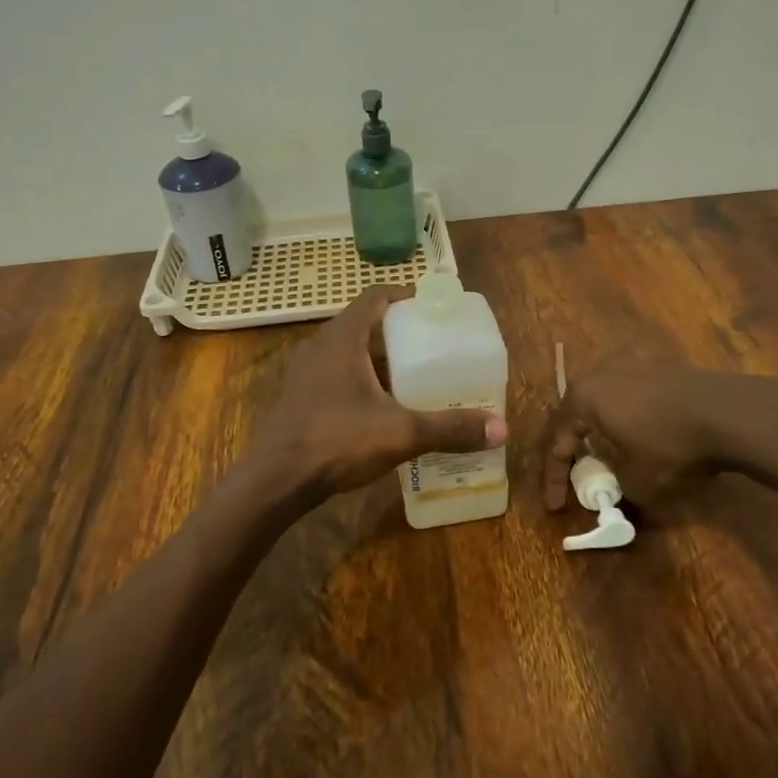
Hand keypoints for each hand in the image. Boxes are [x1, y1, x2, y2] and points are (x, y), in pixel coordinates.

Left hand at [243, 286, 507, 508]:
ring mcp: (305, 372)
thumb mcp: (400, 433)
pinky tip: (381, 407)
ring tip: (414, 376)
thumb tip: (501, 428)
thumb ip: (449, 428)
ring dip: (379, 358)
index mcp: (343, 337)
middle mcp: (321, 345)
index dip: (406, 296)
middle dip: (399, 332)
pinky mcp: (299, 396)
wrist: (275, 481)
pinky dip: (362, 379)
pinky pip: (336, 374)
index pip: (376, 296)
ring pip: (349, 352)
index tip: (434, 308)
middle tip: (433, 346)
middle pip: (365, 324)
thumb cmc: (336, 441)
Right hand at [541, 360, 744, 509]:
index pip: (556, 441)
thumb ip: (614, 484)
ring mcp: (631, 365)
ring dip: (600, 431)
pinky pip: (629, 397)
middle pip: (575, 415)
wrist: (727, 413)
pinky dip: (626, 420)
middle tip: (572, 475)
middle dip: (572, 448)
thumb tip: (615, 482)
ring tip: (604, 456)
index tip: (554, 507)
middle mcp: (600, 373)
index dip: (553, 478)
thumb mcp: (636, 481)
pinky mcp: (659, 368)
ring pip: (603, 402)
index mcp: (582, 398)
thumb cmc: (669, 446)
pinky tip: (637, 437)